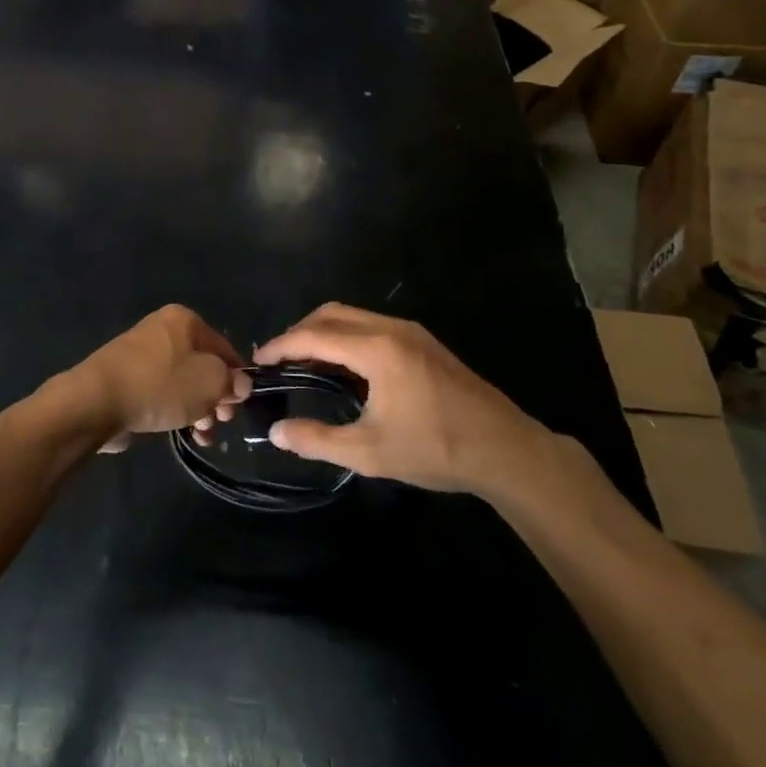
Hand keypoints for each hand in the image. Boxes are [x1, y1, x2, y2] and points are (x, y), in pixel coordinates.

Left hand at [68, 305, 249, 453]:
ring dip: (199, 409)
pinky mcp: (127, 380)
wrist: (97, 402)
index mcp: (184, 320)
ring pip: (183, 383)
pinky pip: (161, 394)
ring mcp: (142, 356)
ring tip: (203, 435)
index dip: (238, 376)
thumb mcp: (210, 382)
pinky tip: (185, 434)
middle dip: (217, 396)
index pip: (224, 347)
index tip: (242, 405)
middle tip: (222, 421)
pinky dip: (175, 411)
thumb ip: (232, 382)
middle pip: (203, 365)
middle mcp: (163, 331)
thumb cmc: (161, 385)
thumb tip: (239, 384)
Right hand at [251, 303, 561, 498]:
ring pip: (353, 316)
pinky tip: (342, 368)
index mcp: (377, 349)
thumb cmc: (437, 449)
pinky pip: (372, 326)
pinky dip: (346, 337)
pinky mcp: (424, 342)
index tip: (258, 362)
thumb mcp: (370, 452)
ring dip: (323, 332)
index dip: (281, 346)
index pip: (314, 335)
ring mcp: (411, 332)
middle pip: (331, 314)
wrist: (507, 450)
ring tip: (304, 364)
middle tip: (278, 362)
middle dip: (299, 332)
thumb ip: (317, 440)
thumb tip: (275, 432)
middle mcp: (392, 329)